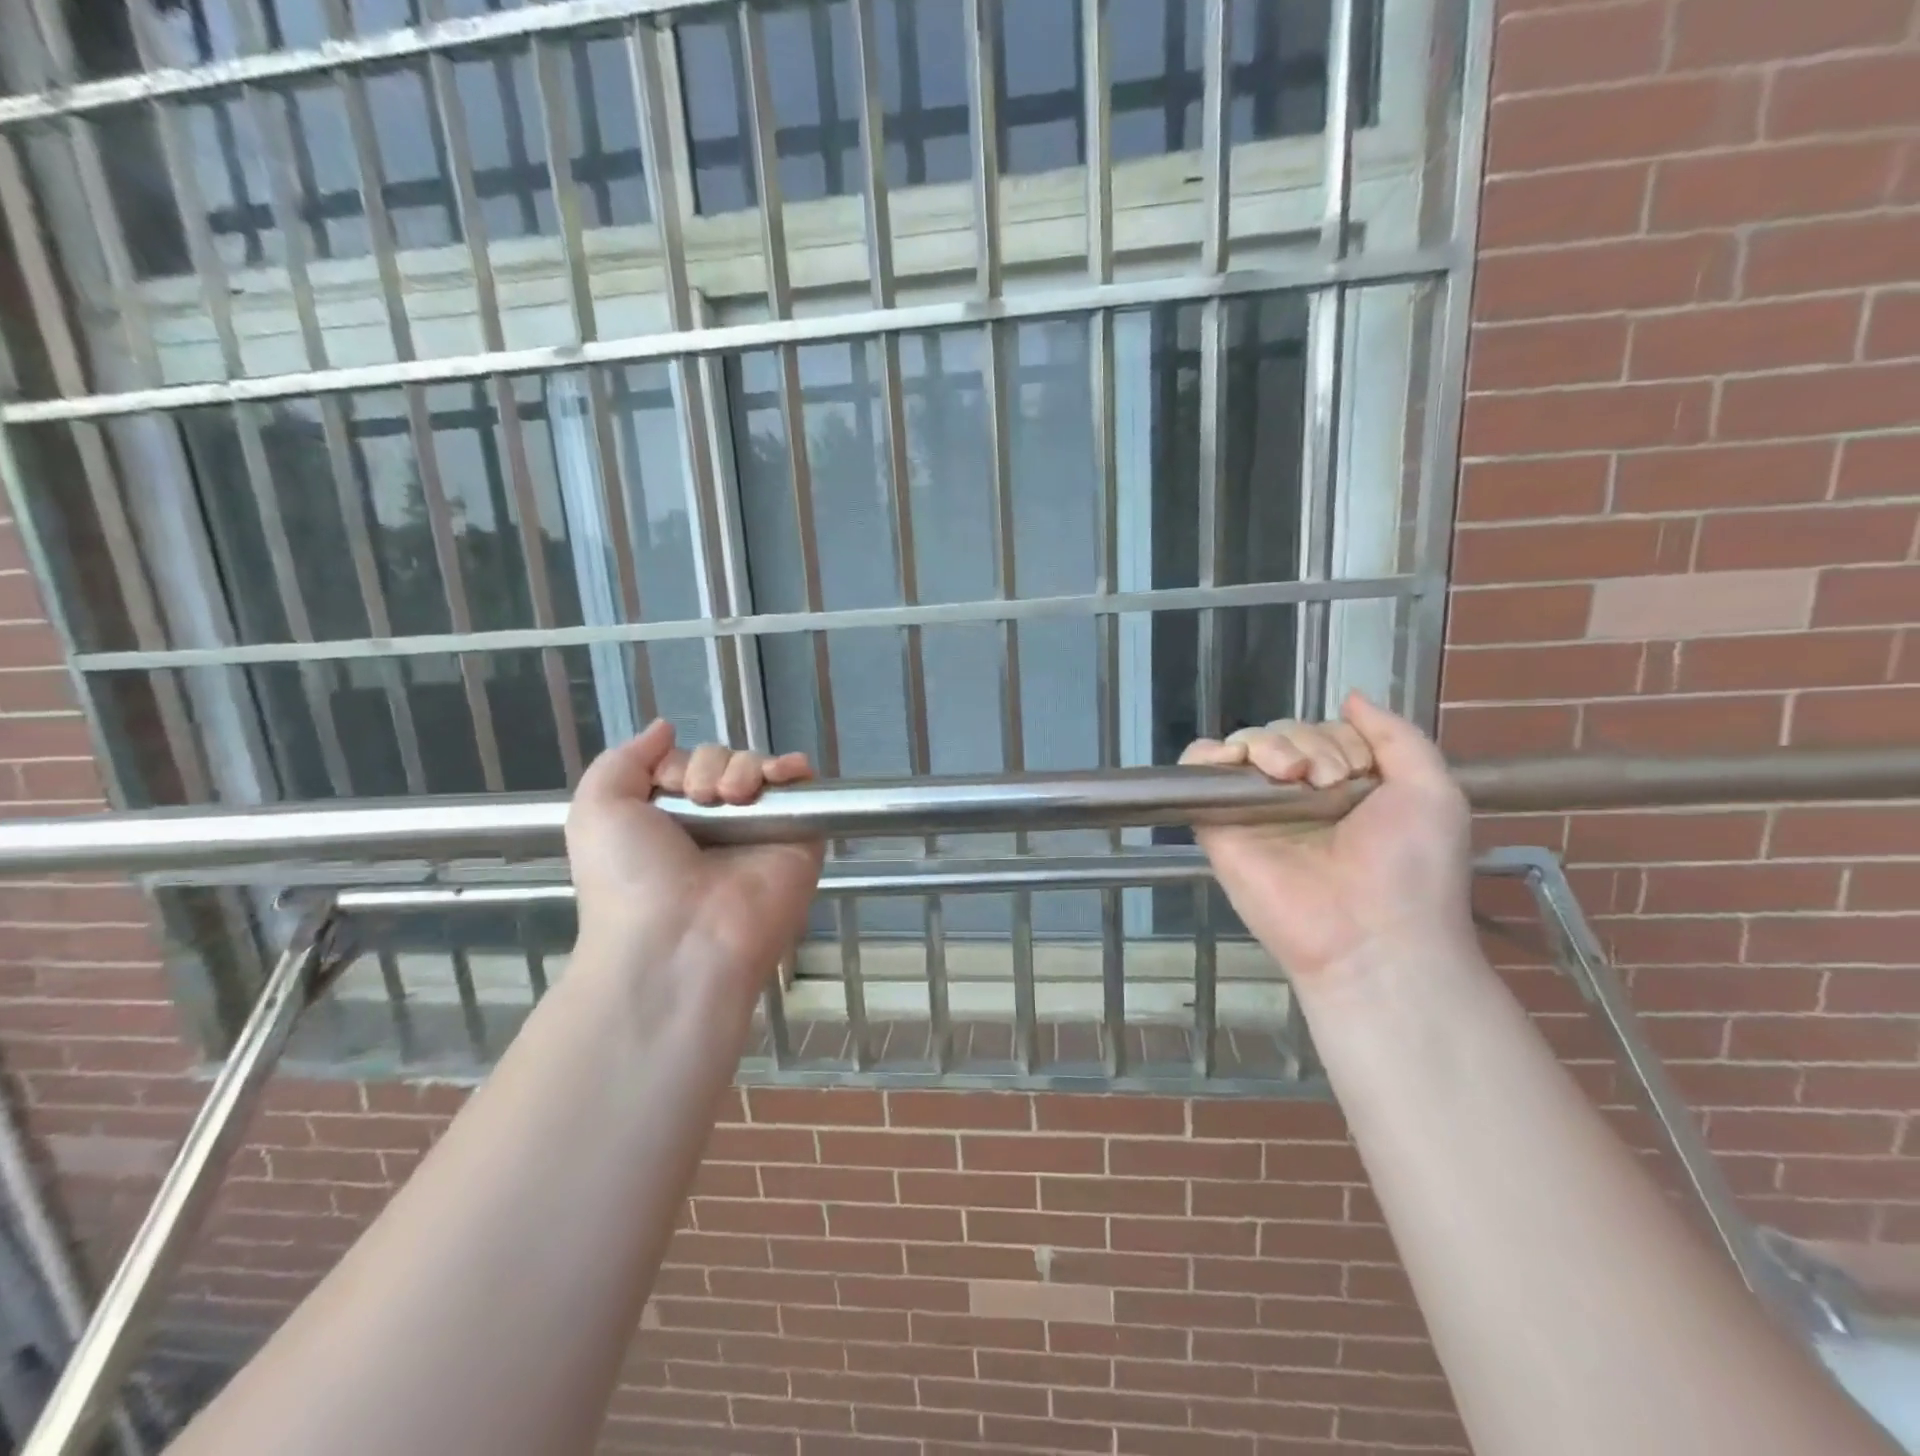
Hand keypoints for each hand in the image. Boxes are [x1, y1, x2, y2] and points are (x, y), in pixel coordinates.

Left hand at [566, 721, 823, 1006]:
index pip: (687, 763)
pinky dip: (795, 769)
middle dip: (710, 766)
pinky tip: (783, 772)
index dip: (679, 762)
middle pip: (725, 761)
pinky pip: (804, 789)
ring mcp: (760, 831)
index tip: (670, 786)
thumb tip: (665, 728)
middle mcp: (718, 824)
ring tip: (734, 798)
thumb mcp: (597, 810)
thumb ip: (623, 759)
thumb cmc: (629, 877)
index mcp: (672, 819)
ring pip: (760, 769)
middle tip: (703, 799)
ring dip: (744, 768)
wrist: (680, 939)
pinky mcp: (799, 840)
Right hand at [1182, 693, 1473, 996]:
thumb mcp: (1431, 790)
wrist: (1372, 935)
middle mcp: (1296, 794)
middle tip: (1329, 783)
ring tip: (1291, 778)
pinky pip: (1198, 771)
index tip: (1357, 773)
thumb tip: (1351, 696)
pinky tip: (1233, 761)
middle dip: (1309, 743)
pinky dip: (1208, 754)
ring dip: (1269, 745)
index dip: (1340, 739)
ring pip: (1244, 744)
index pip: (1324, 732)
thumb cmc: (1411, 868)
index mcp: (1343, 786)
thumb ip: (1396, 736)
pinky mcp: (1218, 824)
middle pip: (1283, 733)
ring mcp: (1254, 808)